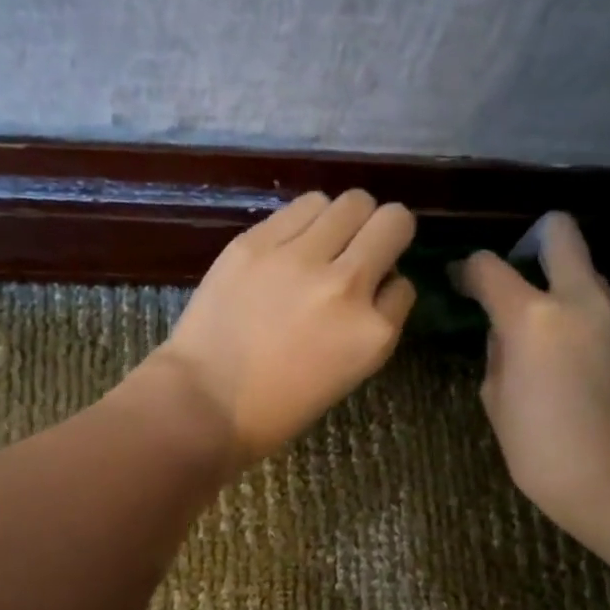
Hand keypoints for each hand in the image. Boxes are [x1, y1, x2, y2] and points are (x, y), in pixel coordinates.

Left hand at [150, 190, 416, 463]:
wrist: (204, 402)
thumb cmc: (277, 407)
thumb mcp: (347, 374)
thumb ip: (369, 325)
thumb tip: (376, 282)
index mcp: (373, 333)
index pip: (405, 285)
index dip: (387, 287)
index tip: (369, 295)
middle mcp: (347, 285)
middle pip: (393, 221)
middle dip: (383, 232)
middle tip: (360, 248)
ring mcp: (300, 258)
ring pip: (350, 202)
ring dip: (345, 220)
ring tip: (323, 242)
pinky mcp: (258, 242)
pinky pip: (304, 206)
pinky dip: (307, 219)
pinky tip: (290, 243)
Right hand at [457, 212, 609, 544]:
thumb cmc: (541, 449)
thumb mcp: (496, 399)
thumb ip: (497, 351)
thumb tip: (505, 331)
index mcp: (532, 316)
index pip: (490, 266)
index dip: (468, 270)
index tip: (461, 282)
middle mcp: (580, 299)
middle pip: (560, 232)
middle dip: (533, 240)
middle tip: (517, 276)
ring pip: (586, 271)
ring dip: (561, 285)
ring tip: (545, 328)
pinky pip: (603, 305)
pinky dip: (583, 314)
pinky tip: (572, 353)